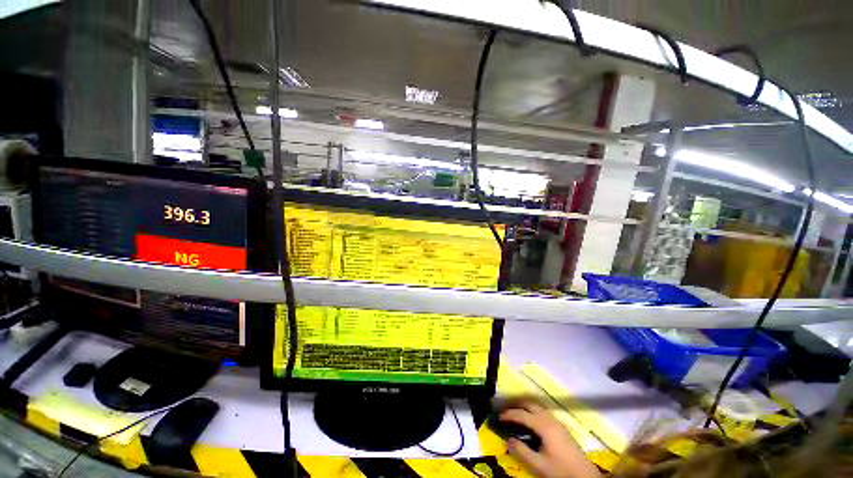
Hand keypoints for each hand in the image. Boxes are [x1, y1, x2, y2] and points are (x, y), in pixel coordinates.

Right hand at [502, 402, 601, 477]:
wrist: (585, 476)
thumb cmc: (561, 470)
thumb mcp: (539, 465)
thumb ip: (522, 451)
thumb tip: (508, 440)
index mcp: (543, 425)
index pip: (522, 414)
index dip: (509, 414)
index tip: (498, 416)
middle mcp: (549, 419)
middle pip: (530, 405)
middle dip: (517, 406)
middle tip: (507, 412)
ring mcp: (557, 422)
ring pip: (538, 407)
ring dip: (526, 408)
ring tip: (517, 414)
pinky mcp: (562, 427)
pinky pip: (544, 412)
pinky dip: (534, 412)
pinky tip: (532, 421)